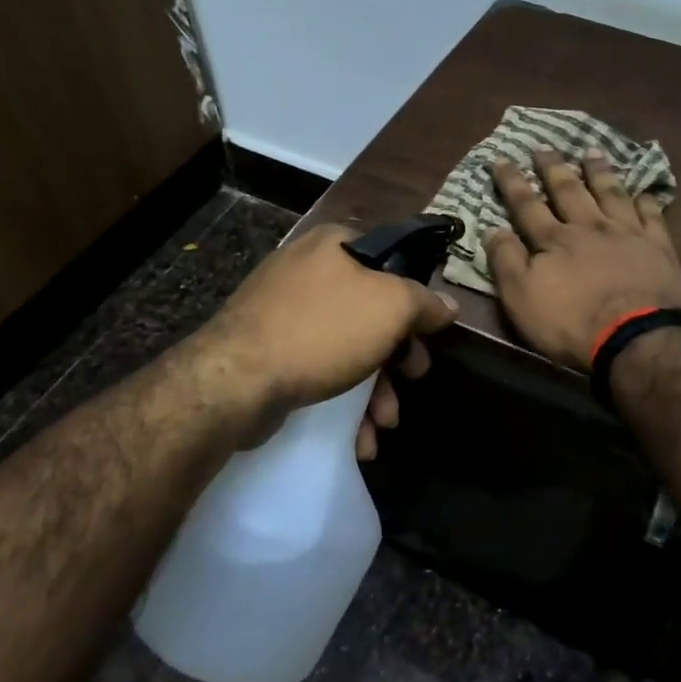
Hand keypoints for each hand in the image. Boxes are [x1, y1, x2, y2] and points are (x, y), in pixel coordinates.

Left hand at [194, 223, 458, 456]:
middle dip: (397, 356)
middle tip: (413, 378)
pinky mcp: (267, 351)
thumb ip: (424, 302)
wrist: (234, 382)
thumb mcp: (391, 307)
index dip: (415, 296)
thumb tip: (447, 306)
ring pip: (347, 346)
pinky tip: (357, 437)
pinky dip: (342, 400)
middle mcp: (306, 270)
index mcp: (334, 244)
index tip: (427, 332)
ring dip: (374, 389)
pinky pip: (318, 369)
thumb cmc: (322, 330)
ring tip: (383, 424)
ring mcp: (282, 311)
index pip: (391, 259)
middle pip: (371, 310)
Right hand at [485, 147, 680, 370]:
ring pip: (610, 193)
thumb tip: (492, 228)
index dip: (512, 182)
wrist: (635, 338)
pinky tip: (642, 191)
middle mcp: (589, 227)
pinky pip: (651, 215)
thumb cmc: (571, 323)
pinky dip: (645, 201)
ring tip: (591, 151)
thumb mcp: (521, 297)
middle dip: (553, 167)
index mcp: (554, 240)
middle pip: (569, 190)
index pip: (527, 204)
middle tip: (544, 145)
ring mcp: (627, 233)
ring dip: (599, 171)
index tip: (501, 158)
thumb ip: (506, 261)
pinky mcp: (658, 247)